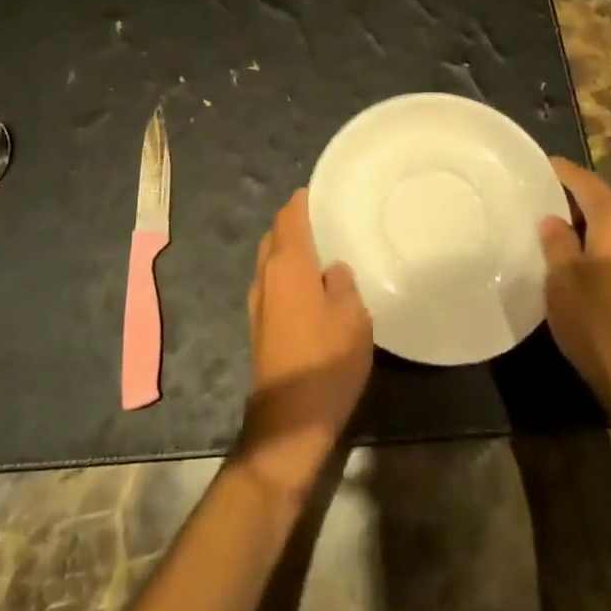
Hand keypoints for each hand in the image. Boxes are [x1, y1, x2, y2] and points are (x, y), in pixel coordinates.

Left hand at [236, 191, 373, 499]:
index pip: (290, 215)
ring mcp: (258, 301)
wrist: (289, 421)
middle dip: (296, 221)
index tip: (324, 189)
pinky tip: (311, 284)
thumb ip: (343, 283)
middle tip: (327, 216)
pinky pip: (273, 281)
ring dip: (290, 247)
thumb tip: (333, 268)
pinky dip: (288, 271)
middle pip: (276, 234)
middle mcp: (266, 275)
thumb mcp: (352, 317)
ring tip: (322, 246)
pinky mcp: (259, 324)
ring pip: (271, 258)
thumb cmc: (325, 361)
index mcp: (287, 264)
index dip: (304, 199)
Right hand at [540, 157, 610, 428]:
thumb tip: (553, 219)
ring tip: (552, 234)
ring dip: (586, 229)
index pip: (585, 181)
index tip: (532, 167)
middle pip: (602, 204)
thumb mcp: (562, 279)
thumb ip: (556, 242)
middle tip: (534, 202)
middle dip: (570, 201)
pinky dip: (600, 251)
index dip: (558, 171)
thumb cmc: (599, 323)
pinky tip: (578, 267)